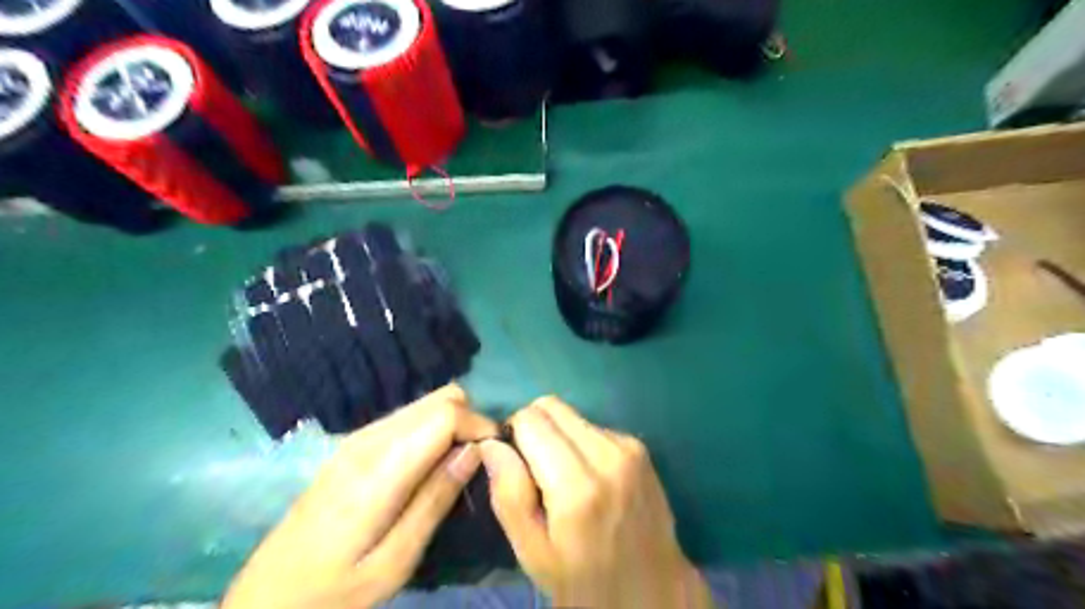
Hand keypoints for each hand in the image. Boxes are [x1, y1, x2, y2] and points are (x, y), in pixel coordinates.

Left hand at [222, 385, 498, 608]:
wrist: (267, 597)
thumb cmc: (334, 591)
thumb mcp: (394, 562)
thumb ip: (435, 500)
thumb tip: (475, 452)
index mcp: (380, 468)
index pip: (445, 414)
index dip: (479, 425)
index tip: (495, 454)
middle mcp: (370, 439)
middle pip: (439, 398)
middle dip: (470, 420)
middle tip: (478, 461)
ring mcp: (359, 438)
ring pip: (425, 403)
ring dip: (452, 423)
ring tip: (457, 465)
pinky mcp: (354, 444)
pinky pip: (408, 417)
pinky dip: (431, 429)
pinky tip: (429, 465)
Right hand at [481, 397, 713, 606]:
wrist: (652, 588)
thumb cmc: (584, 580)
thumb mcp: (533, 551)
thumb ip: (509, 493)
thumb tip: (491, 443)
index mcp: (578, 486)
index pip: (530, 420)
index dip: (513, 435)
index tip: (515, 465)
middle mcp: (607, 454)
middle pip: (551, 406)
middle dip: (533, 428)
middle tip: (535, 468)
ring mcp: (628, 446)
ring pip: (572, 415)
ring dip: (558, 436)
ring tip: (564, 477)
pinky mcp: (639, 445)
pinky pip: (593, 426)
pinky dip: (580, 443)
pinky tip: (589, 477)